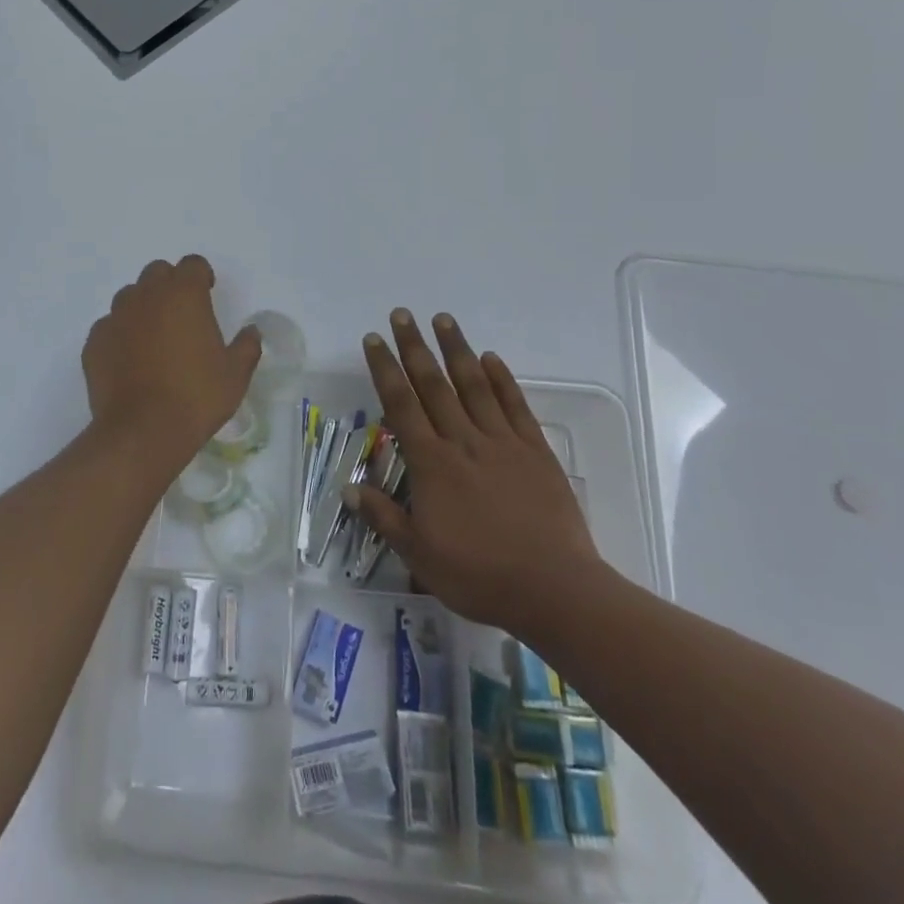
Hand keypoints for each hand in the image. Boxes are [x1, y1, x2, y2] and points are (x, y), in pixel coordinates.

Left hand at [81, 256, 261, 477]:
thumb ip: (246, 346)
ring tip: (154, 338)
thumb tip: (251, 332)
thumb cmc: (196, 397)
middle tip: (181, 315)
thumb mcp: (235, 375)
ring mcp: (115, 317)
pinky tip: (129, 361)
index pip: (192, 264)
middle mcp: (146, 296)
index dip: (201, 276)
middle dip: (170, 285)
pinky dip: (120, 335)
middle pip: (157, 273)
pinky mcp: (94, 342)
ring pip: (129, 296)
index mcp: (184, 294)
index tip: (207, 294)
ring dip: (143, 307)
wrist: (142, 431)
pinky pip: (109, 326)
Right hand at [349, 309, 610, 637]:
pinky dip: (502, 380)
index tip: (374, 339)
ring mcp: (502, 442)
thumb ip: (384, 517)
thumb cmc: (480, 575)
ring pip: (474, 385)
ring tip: (443, 318)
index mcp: (432, 464)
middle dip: (414, 347)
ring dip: (457, 350)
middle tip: (402, 314)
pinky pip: (515, 406)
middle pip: (433, 385)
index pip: (401, 405)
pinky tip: (492, 359)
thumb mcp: (420, 555)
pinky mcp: (535, 451)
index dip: (385, 369)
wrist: (554, 589)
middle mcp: (463, 441)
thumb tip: (349, 488)